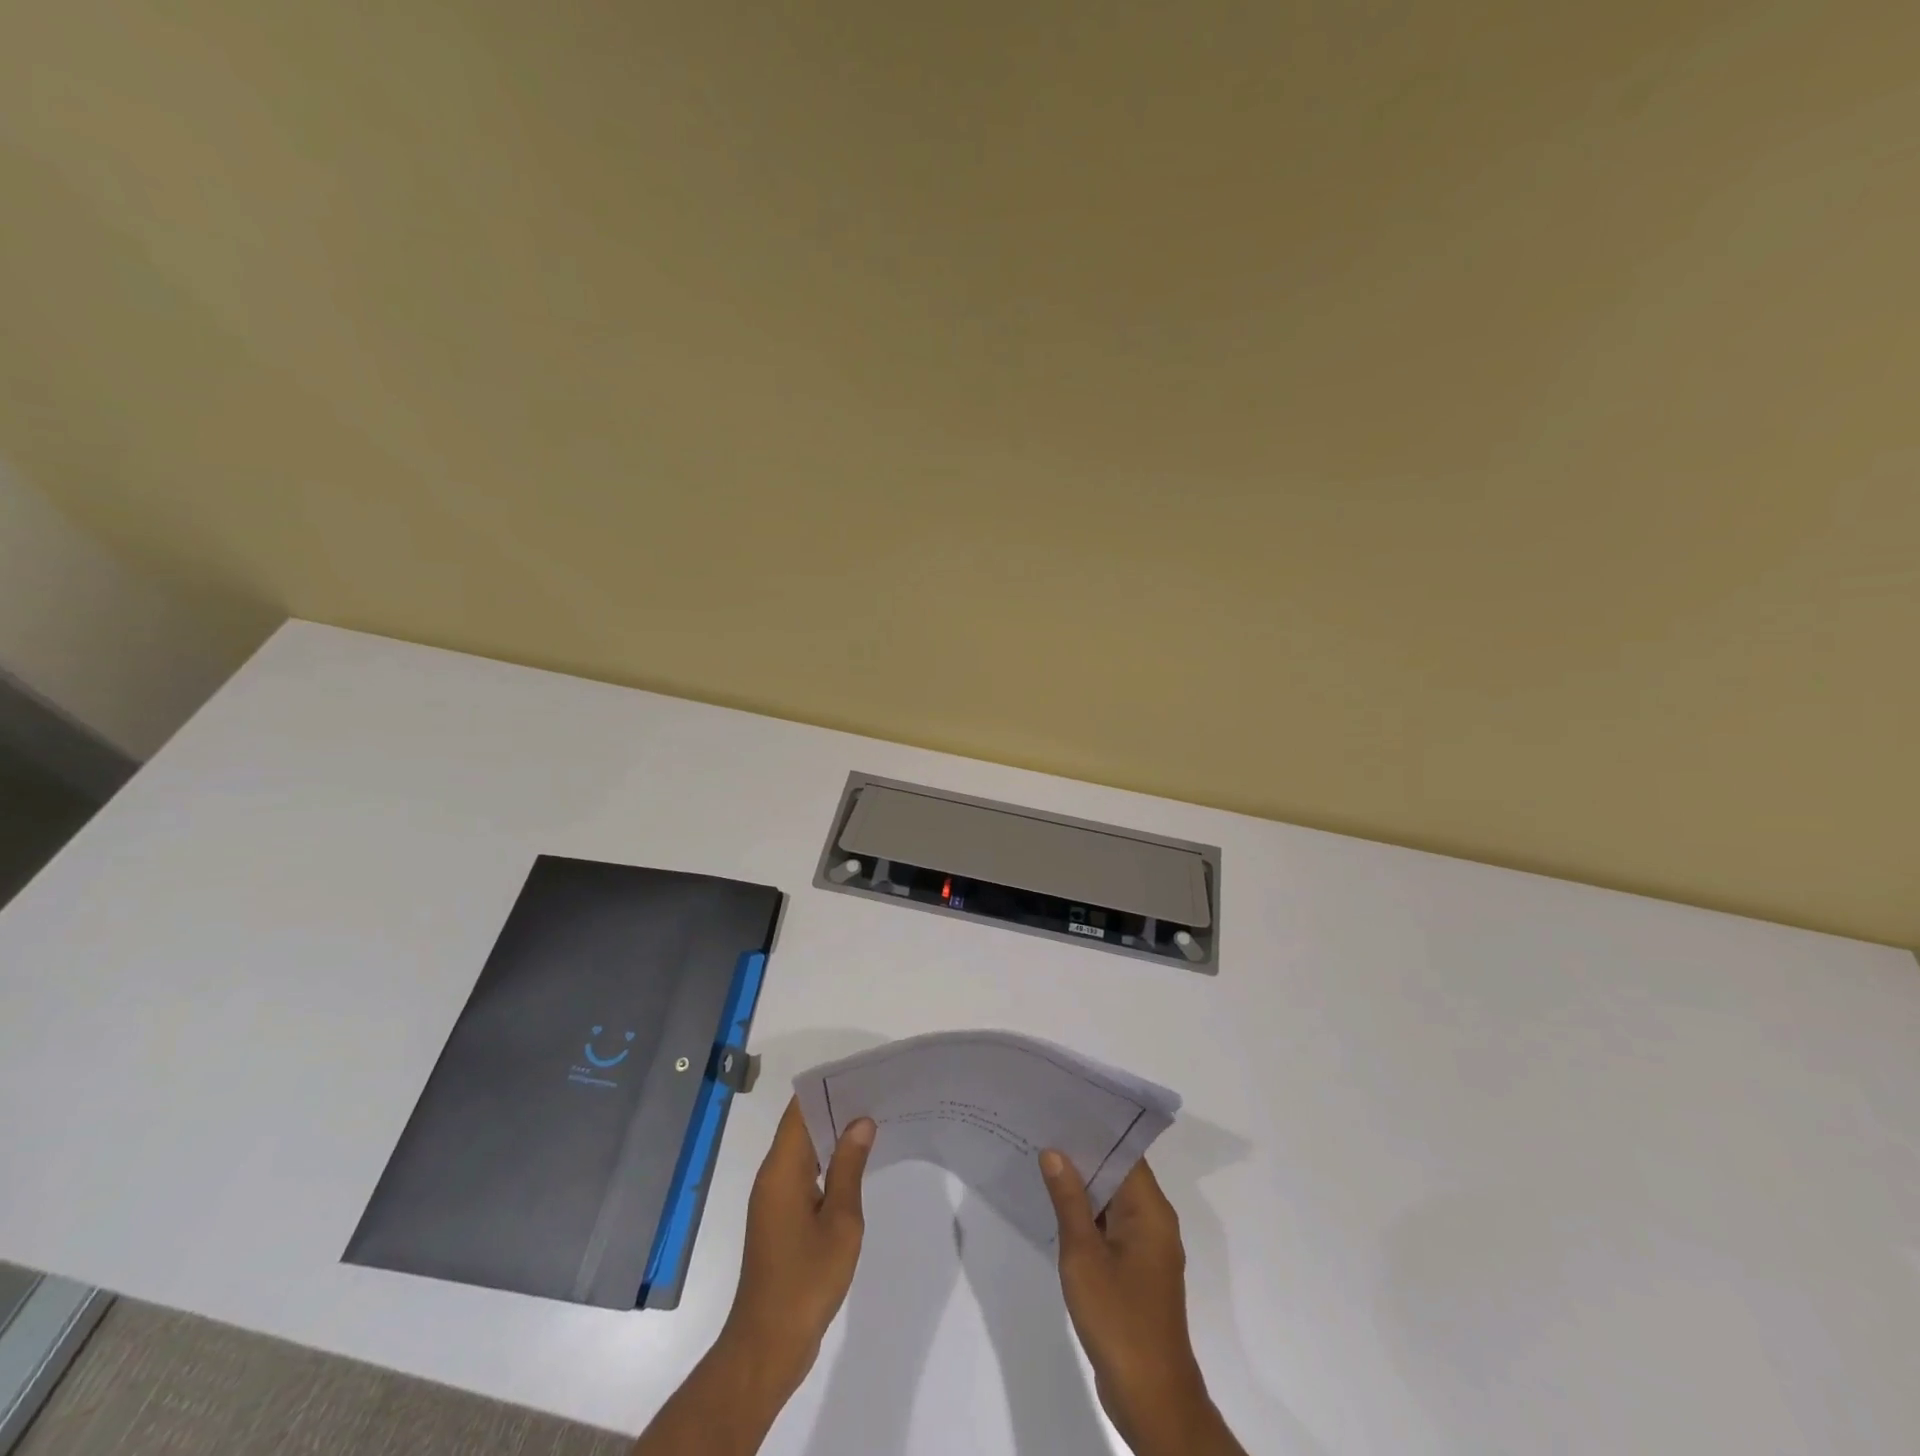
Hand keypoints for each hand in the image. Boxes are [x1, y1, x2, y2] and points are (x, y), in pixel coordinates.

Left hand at [720, 1098, 874, 1395]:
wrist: (768, 1345)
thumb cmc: (806, 1280)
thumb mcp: (840, 1221)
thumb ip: (850, 1167)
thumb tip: (860, 1121)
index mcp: (781, 1169)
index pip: (799, 1110)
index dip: (826, 1089)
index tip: (859, 1076)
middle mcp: (772, 1177)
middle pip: (800, 1126)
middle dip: (835, 1109)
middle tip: (876, 1096)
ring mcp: (773, 1200)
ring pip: (803, 1152)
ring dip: (832, 1137)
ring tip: (872, 1124)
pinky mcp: (779, 1221)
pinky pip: (803, 1175)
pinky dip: (826, 1164)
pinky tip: (855, 1168)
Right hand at [1041, 1151, 1239, 1455]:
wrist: (1151, 1398)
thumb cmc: (1119, 1319)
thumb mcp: (1084, 1255)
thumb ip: (1068, 1200)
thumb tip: (1054, 1152)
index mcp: (1150, 1210)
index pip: (1125, 1152)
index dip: (1095, 1129)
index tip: (1062, 1108)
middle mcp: (1154, 1221)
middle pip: (1119, 1172)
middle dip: (1083, 1154)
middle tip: (1043, 1129)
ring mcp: (1146, 1248)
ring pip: (1113, 1200)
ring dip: (1083, 1185)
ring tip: (1042, 1159)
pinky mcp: (1136, 1271)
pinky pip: (1111, 1226)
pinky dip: (1087, 1214)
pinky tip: (1056, 1207)